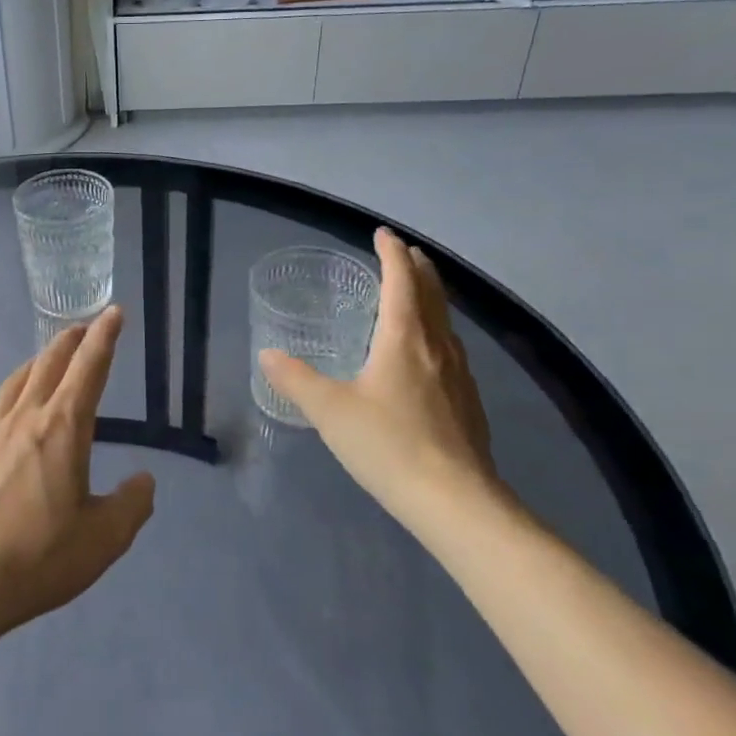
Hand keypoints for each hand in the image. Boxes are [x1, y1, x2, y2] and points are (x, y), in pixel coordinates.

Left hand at [0, 307, 155, 645]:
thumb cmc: (38, 558)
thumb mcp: (104, 539)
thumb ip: (132, 504)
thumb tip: (143, 480)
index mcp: (62, 428)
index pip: (89, 368)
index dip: (105, 337)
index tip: (113, 312)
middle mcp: (25, 416)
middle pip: (50, 362)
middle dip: (73, 339)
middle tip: (87, 326)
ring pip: (20, 377)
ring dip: (42, 357)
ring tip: (54, 355)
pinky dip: (18, 385)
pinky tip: (16, 401)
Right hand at [260, 229, 498, 527]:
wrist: (456, 501)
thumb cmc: (389, 445)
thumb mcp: (330, 411)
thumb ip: (296, 380)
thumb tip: (269, 355)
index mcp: (405, 339)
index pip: (401, 281)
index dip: (391, 253)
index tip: (382, 233)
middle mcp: (437, 348)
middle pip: (432, 294)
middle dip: (417, 268)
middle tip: (403, 252)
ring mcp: (458, 375)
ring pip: (445, 322)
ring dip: (430, 298)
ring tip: (415, 294)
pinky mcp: (467, 402)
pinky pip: (450, 349)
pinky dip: (436, 331)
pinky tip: (427, 354)